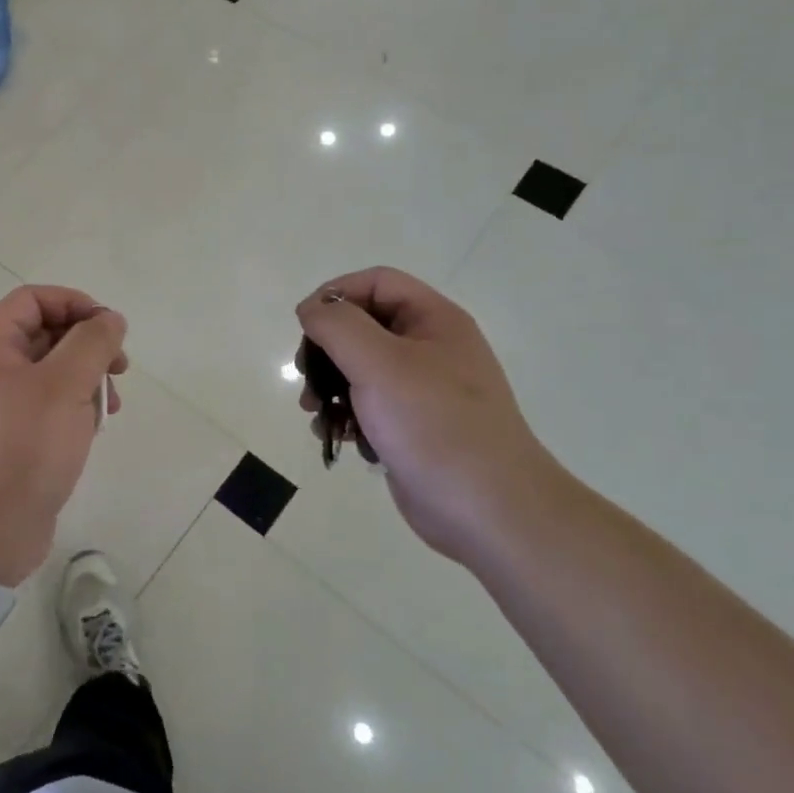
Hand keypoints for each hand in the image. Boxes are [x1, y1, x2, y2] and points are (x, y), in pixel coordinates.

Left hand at [0, 286, 129, 585]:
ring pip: (53, 373)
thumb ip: (92, 343)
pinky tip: (94, 431)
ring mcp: (2, 407)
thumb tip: (110, 318)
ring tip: (112, 406)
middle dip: (88, 345)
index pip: (32, 300)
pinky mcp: (15, 439)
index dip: (74, 303)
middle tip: (120, 368)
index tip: (110, 328)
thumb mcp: (65, 386)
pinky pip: (50, 407)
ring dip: (88, 380)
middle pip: (45, 334)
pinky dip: (76, 409)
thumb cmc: (24, 448)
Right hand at [295, 267, 561, 559]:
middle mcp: (430, 348)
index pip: (376, 282)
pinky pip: (368, 406)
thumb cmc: (433, 425)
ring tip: (314, 412)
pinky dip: (345, 416)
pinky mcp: (412, 427)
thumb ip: (338, 325)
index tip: (305, 327)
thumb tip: (312, 310)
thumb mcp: (379, 363)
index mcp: (434, 321)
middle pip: (363, 326)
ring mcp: (422, 390)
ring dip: (328, 385)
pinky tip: (336, 437)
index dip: (335, 295)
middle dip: (326, 349)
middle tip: (306, 376)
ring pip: (360, 369)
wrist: (488, 510)